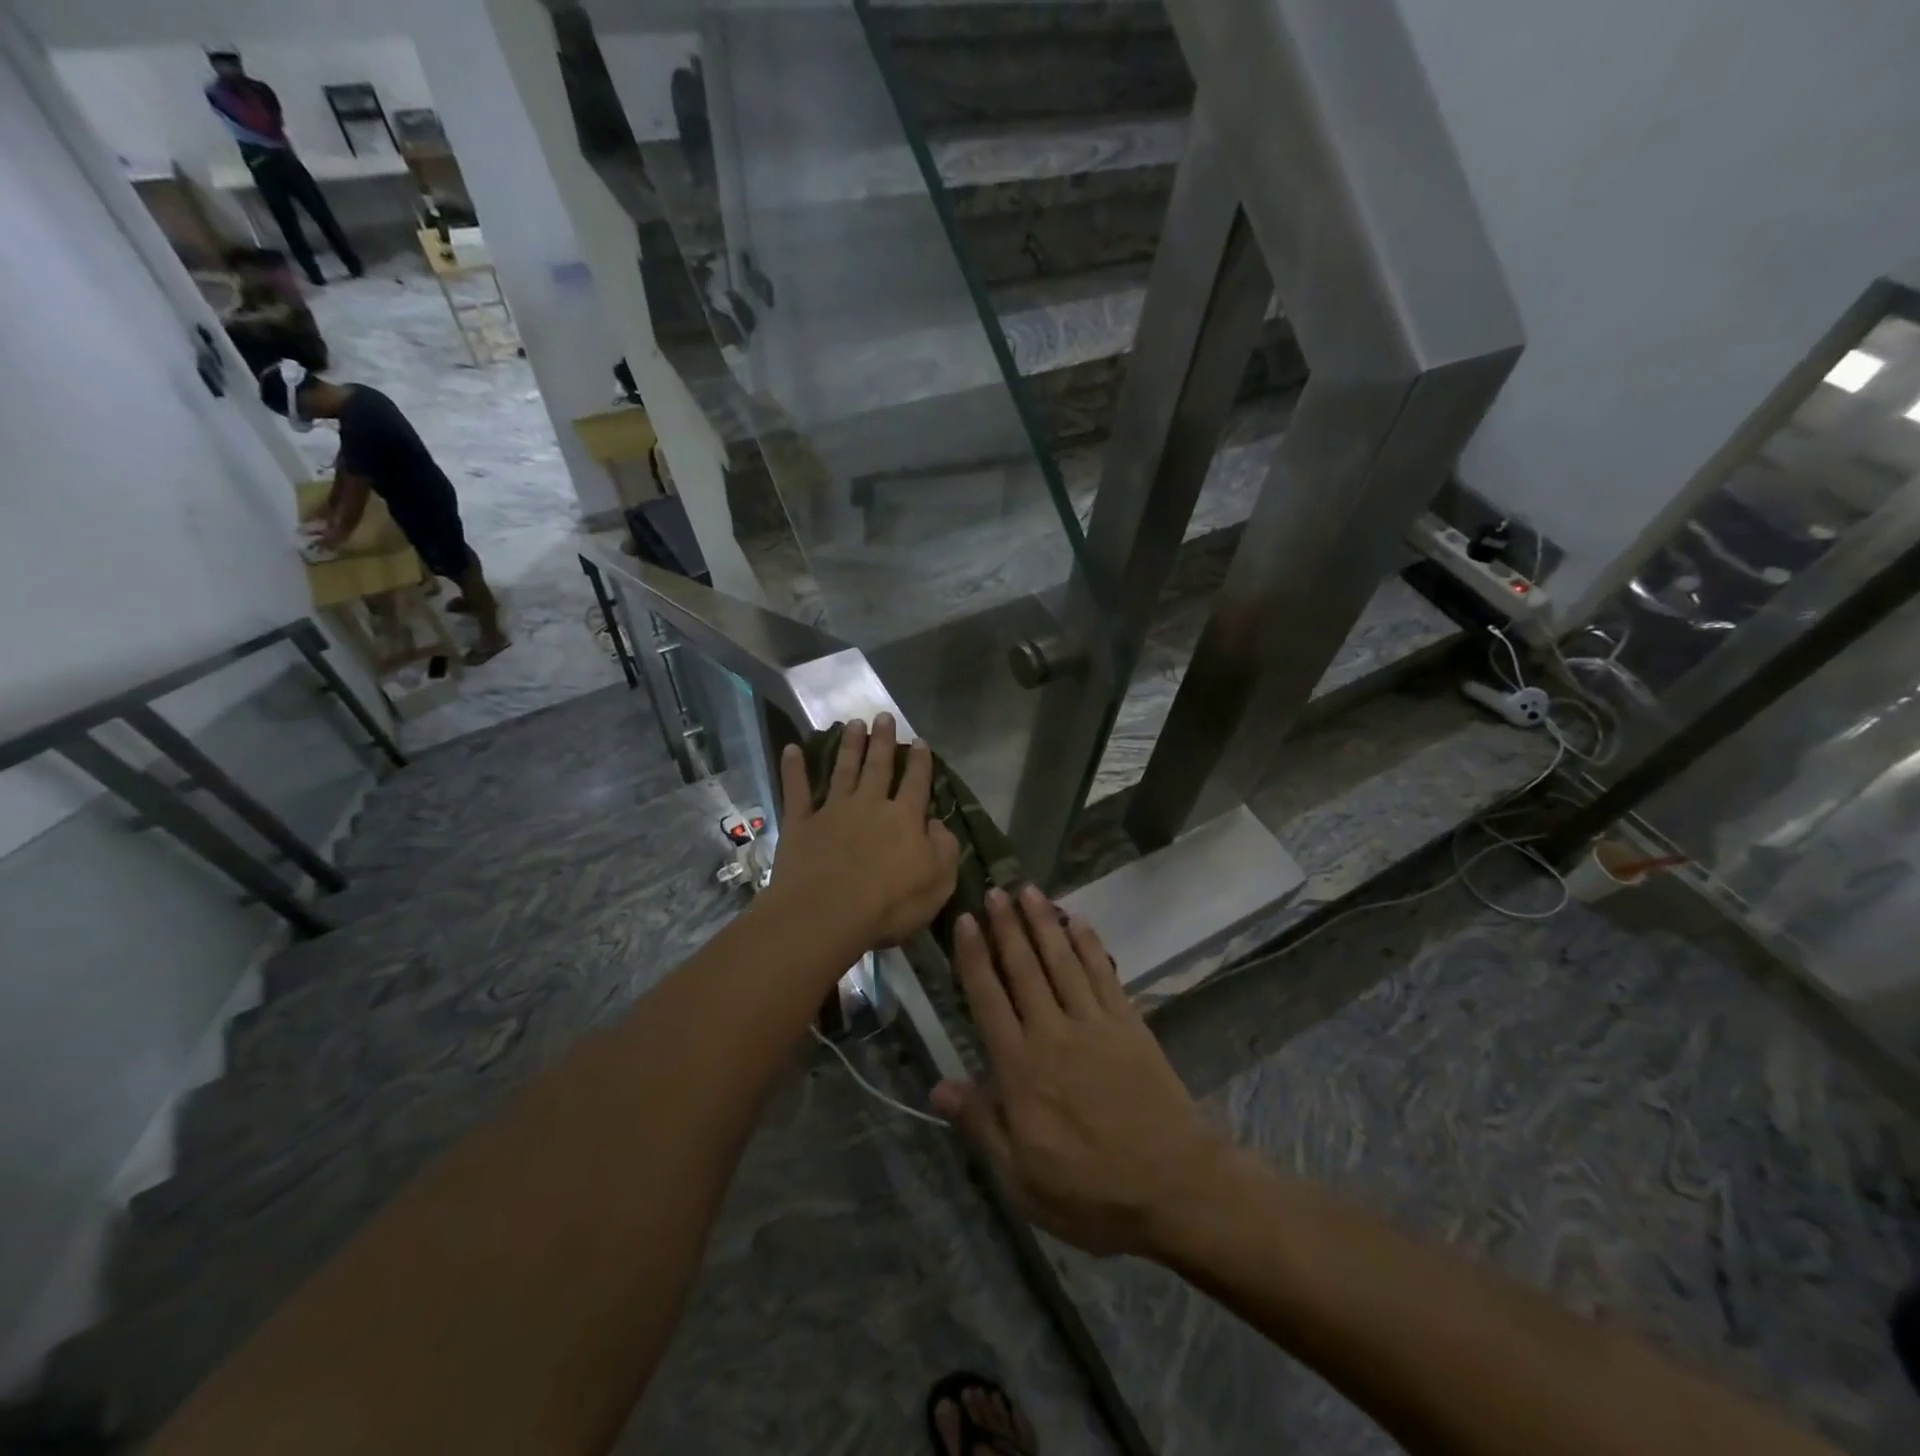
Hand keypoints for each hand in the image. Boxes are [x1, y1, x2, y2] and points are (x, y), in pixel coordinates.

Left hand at [767, 715, 959, 952]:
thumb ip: (944, 849)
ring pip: (843, 770)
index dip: (920, 762)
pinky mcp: (800, 824)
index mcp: (904, 819)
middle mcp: (870, 805)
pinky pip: (797, 791)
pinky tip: (791, 749)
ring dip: (849, 746)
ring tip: (853, 724)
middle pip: (878, 767)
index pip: (916, 783)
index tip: (919, 741)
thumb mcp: (938, 883)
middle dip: (882, 741)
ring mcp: (832, 812)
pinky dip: (793, 769)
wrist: (827, 915)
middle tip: (883, 716)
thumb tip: (937, 824)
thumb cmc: (889, 905)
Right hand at [933, 887, 1230, 1257]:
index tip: (966, 921)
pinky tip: (1078, 921)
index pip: (988, 999)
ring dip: (1044, 923)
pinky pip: (1103, 973)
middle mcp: (1052, 1033)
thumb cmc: (1091, 1192)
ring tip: (1029, 891)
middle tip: (995, 890)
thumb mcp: (1022, 1179)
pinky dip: (1089, 944)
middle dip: (1007, 926)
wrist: (1175, 1187)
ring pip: (1062, 961)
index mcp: (1020, 1069)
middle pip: (1023, 968)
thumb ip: (981, 1125)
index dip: (974, 957)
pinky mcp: (1128, 1024)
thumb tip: (938, 1087)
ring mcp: (1094, 1023)